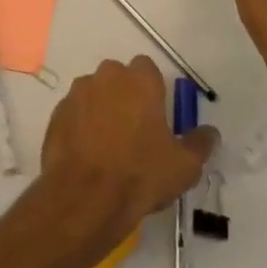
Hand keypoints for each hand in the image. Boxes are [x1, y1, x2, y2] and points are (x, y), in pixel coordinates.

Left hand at [40, 57, 216, 260]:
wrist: (85, 199)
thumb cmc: (140, 175)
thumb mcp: (184, 166)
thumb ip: (200, 143)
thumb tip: (210, 132)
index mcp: (139, 80)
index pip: (147, 68)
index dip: (152, 89)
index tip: (155, 115)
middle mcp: (106, 77)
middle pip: (118, 77)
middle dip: (125, 95)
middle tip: (134, 131)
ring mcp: (77, 94)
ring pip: (94, 93)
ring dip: (101, 109)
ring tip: (108, 146)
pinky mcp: (56, 115)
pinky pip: (74, 113)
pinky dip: (80, 126)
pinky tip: (87, 155)